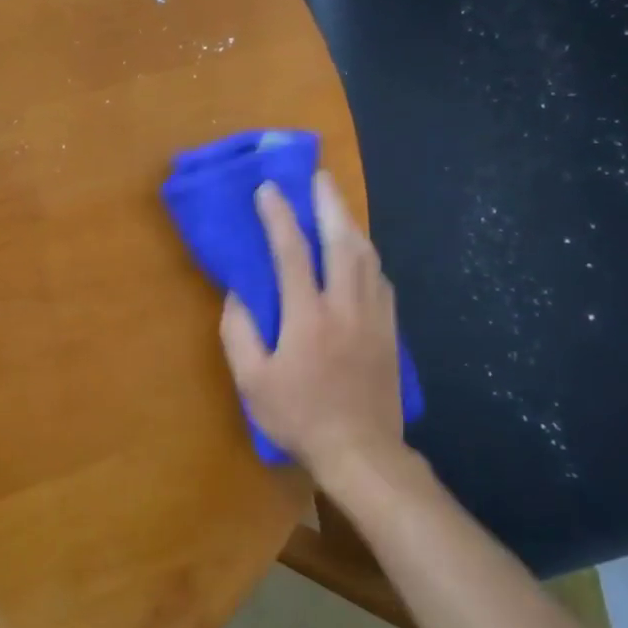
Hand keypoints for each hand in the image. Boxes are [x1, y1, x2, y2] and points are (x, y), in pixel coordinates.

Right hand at [218, 171, 407, 478]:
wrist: (362, 453)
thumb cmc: (299, 416)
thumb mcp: (251, 381)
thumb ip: (239, 332)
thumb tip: (238, 293)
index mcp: (307, 316)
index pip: (292, 252)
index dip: (278, 216)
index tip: (267, 189)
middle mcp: (345, 306)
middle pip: (341, 241)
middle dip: (328, 203)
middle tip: (318, 175)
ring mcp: (373, 317)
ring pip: (367, 257)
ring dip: (350, 223)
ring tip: (336, 204)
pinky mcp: (389, 331)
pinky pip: (380, 279)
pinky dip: (366, 255)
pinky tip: (358, 251)